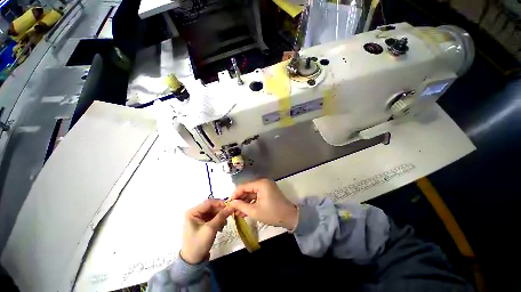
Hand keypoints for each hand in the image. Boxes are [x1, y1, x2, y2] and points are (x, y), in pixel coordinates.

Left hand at [180, 199, 232, 263]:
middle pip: (211, 207)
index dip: (220, 203)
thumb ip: (221, 216)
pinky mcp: (202, 223)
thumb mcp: (211, 229)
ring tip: (225, 224)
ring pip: (213, 212)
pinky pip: (213, 217)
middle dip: (221, 211)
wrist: (193, 261)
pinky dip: (218, 220)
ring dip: (220, 216)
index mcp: (193, 212)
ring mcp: (198, 218)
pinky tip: (221, 227)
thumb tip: (232, 206)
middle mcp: (195, 213)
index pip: (209, 202)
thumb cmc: (199, 244)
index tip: (231, 206)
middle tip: (230, 215)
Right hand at [229, 179, 297, 229]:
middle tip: (232, 209)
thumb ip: (241, 206)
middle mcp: (263, 182)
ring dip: (245, 202)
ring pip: (251, 193)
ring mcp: (266, 187)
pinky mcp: (268, 192)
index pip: (244, 186)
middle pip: (247, 189)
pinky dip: (251, 202)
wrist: (290, 217)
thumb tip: (231, 203)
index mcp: (261, 184)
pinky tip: (245, 211)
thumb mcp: (254, 211)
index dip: (235, 194)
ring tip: (237, 213)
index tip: (228, 203)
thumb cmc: (272, 213)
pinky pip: (256, 195)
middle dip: (240, 199)